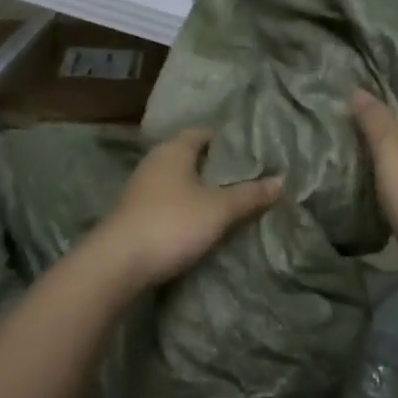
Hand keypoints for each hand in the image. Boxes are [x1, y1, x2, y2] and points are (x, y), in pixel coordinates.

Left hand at [91, 128, 282, 288]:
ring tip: (232, 201)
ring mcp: (141, 189)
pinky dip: (187, 207)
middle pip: (192, 156)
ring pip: (180, 181)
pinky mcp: (136, 214)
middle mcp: (155, 162)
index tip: (254, 152)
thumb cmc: (172, 223)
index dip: (229, 141)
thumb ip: (249, 194)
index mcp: (174, 149)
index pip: (205, 133)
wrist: (117, 264)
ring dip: (201, 189)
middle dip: (218, 167)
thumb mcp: (218, 209)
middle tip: (249, 178)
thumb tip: (281, 180)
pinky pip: (169, 202)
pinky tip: (203, 222)